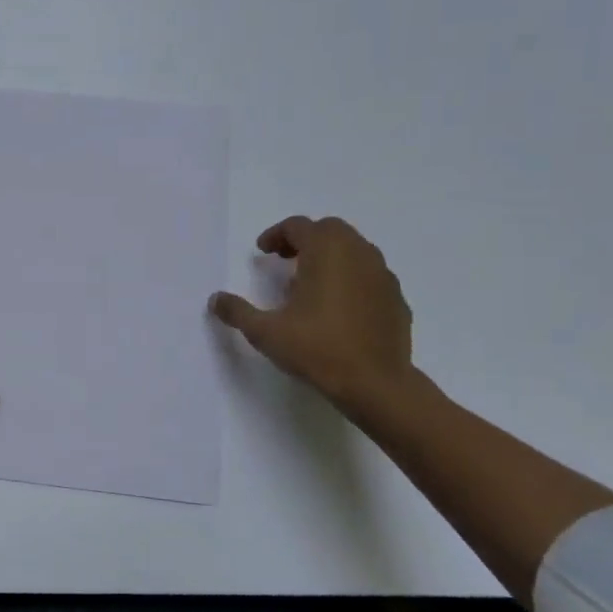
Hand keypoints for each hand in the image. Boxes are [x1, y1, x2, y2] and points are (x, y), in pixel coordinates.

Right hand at [210, 216, 415, 411]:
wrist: (376, 384)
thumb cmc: (317, 349)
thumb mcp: (265, 332)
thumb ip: (238, 311)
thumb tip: (216, 299)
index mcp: (326, 252)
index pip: (299, 226)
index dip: (276, 234)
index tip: (263, 252)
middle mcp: (358, 254)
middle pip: (330, 230)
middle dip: (305, 239)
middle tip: (285, 259)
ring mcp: (382, 276)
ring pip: (354, 250)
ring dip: (330, 256)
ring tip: (310, 283)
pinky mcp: (396, 299)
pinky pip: (369, 276)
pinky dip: (351, 278)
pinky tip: (338, 306)